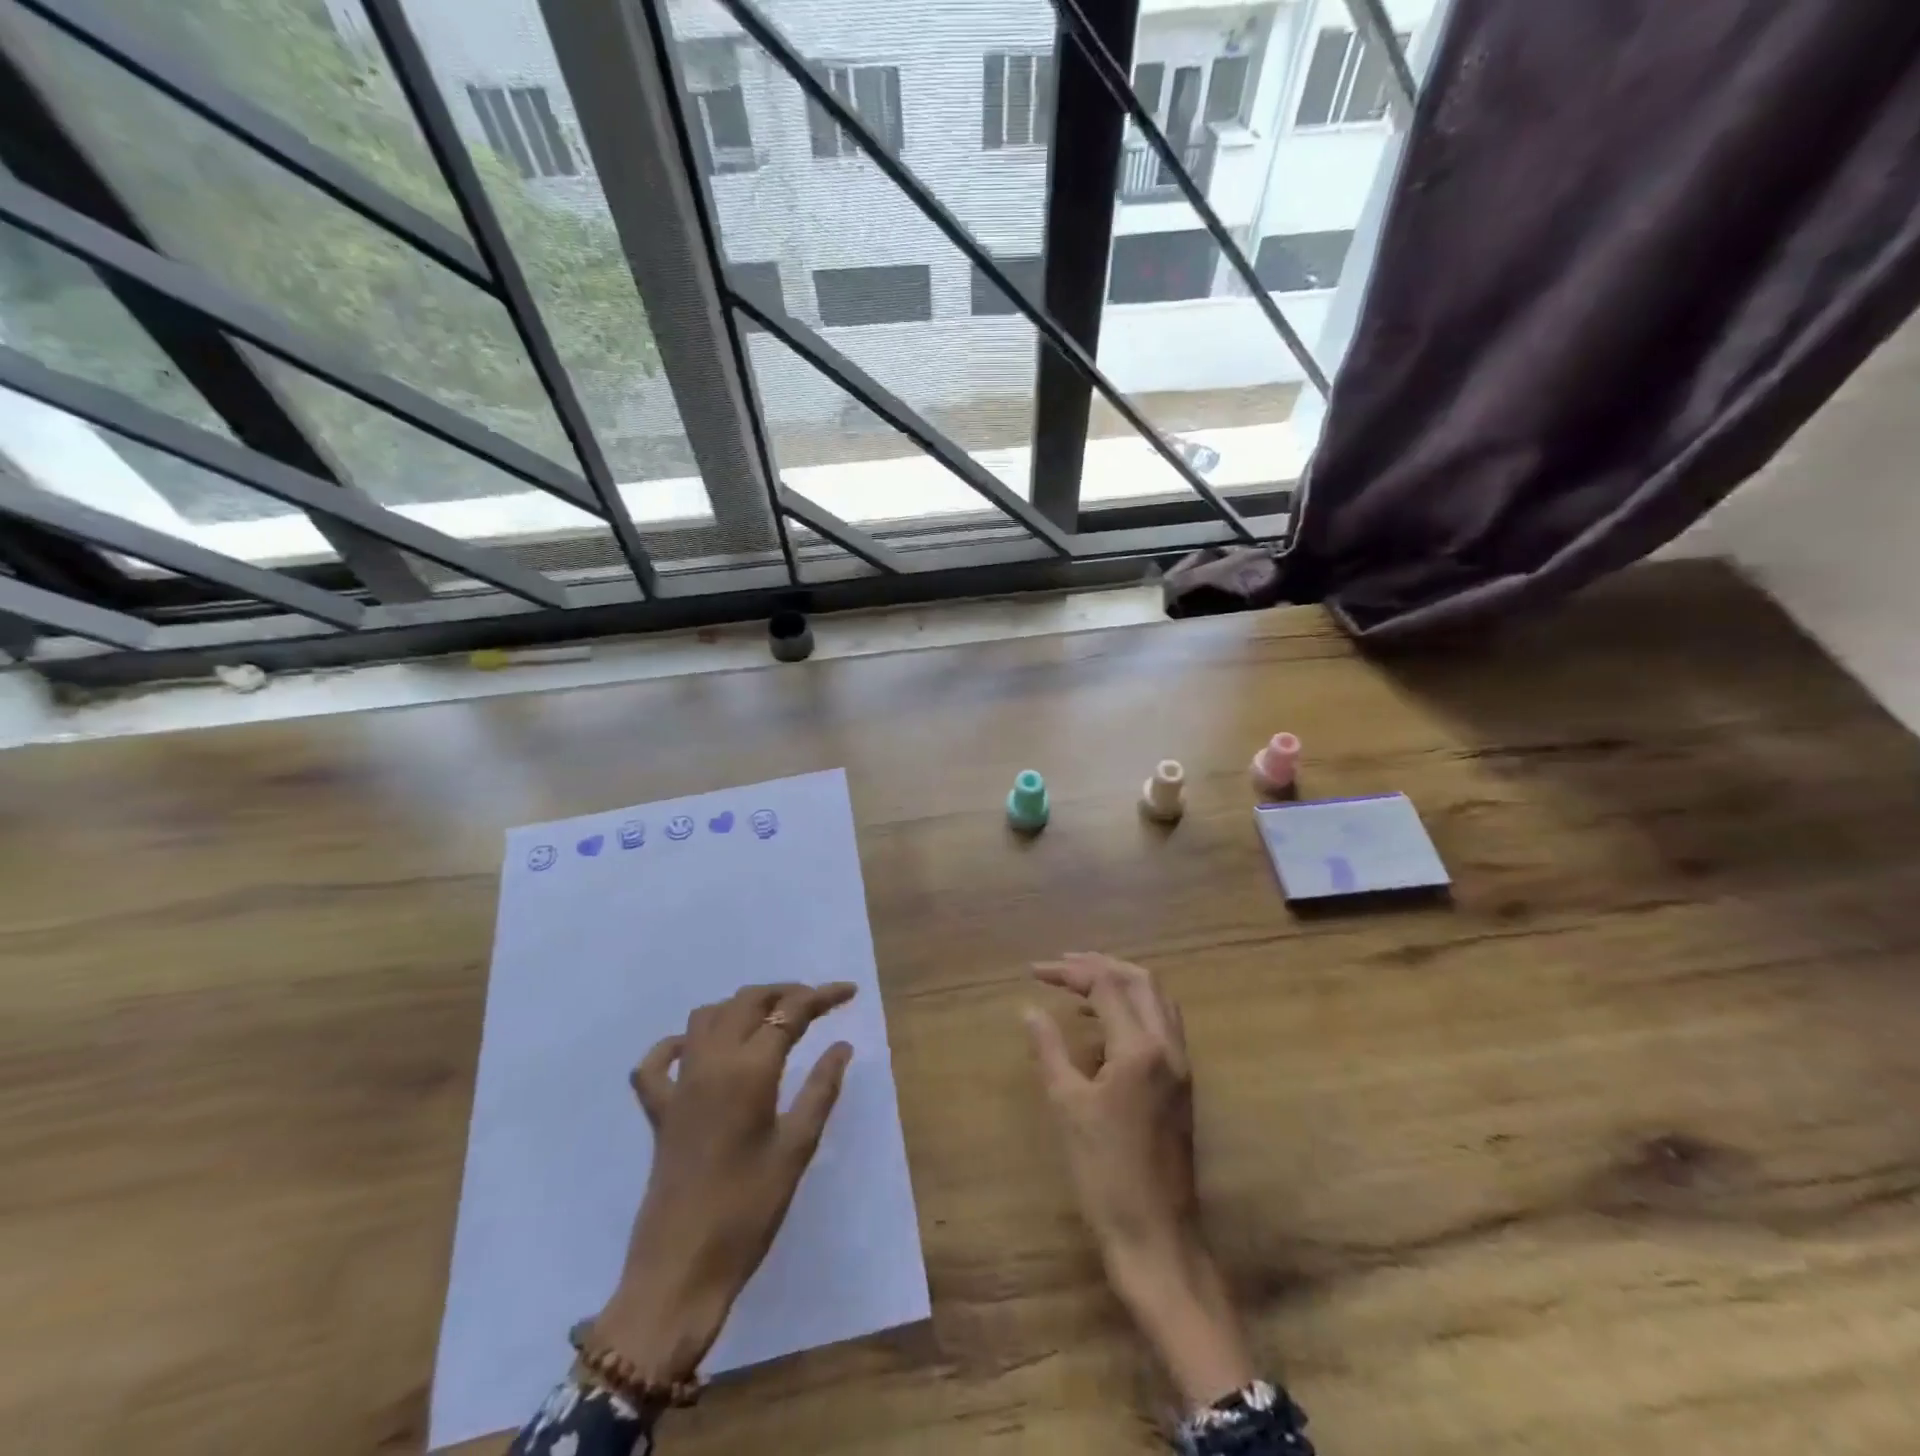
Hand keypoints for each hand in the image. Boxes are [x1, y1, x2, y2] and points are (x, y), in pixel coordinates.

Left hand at [591, 981, 856, 1381]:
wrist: (680, 1271)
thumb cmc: (749, 1211)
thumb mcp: (797, 1148)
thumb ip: (820, 1089)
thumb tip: (841, 1046)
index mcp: (749, 1070)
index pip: (790, 1012)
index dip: (821, 996)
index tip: (848, 992)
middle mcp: (711, 1063)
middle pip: (747, 1001)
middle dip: (784, 992)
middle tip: (816, 1004)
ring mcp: (679, 1084)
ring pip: (707, 1017)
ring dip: (740, 1007)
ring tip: (770, 1019)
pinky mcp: (659, 1110)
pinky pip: (658, 1062)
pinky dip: (678, 1044)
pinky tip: (697, 1050)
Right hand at [1025, 953, 1254, 1409]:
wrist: (1157, 1237)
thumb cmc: (1106, 1174)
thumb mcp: (1068, 1107)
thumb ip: (1050, 1050)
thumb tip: (1030, 1011)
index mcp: (1140, 1049)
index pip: (1106, 985)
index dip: (1069, 972)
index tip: (1035, 972)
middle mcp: (1168, 1047)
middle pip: (1140, 980)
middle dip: (1100, 965)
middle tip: (1061, 966)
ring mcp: (1182, 1065)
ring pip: (1157, 999)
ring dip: (1121, 981)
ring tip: (1082, 984)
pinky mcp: (1183, 1084)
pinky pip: (1162, 1023)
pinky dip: (1134, 1007)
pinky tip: (1105, 1024)